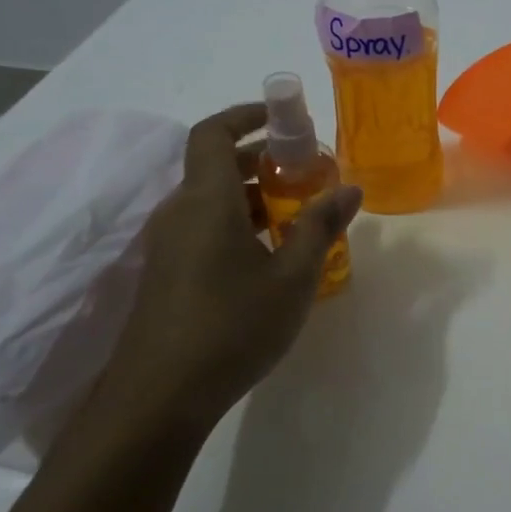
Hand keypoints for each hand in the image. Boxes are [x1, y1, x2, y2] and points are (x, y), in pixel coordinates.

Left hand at [83, 104, 361, 440]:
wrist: (159, 397)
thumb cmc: (232, 325)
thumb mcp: (292, 277)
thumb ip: (321, 227)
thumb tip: (351, 188)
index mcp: (205, 200)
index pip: (213, 132)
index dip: (246, 114)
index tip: (284, 116)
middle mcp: (180, 213)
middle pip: (215, 165)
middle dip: (262, 159)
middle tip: (308, 171)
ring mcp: (169, 245)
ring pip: (212, 201)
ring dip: (253, 195)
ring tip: (300, 214)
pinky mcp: (168, 274)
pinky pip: (205, 228)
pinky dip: (239, 224)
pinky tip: (272, 256)